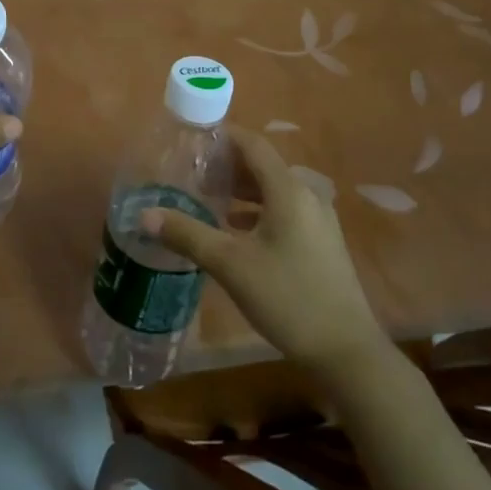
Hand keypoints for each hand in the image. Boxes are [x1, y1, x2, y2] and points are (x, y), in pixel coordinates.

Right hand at [144, 128, 384, 374]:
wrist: (346, 351)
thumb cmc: (287, 298)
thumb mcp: (230, 265)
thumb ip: (187, 234)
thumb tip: (144, 215)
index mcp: (288, 190)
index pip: (252, 145)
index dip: (223, 138)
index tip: (192, 142)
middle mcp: (307, 196)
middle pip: (262, 166)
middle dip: (227, 166)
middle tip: (191, 174)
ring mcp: (318, 220)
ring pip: (273, 190)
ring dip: (241, 190)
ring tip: (207, 199)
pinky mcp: (321, 242)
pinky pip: (284, 210)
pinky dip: (257, 210)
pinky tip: (235, 230)